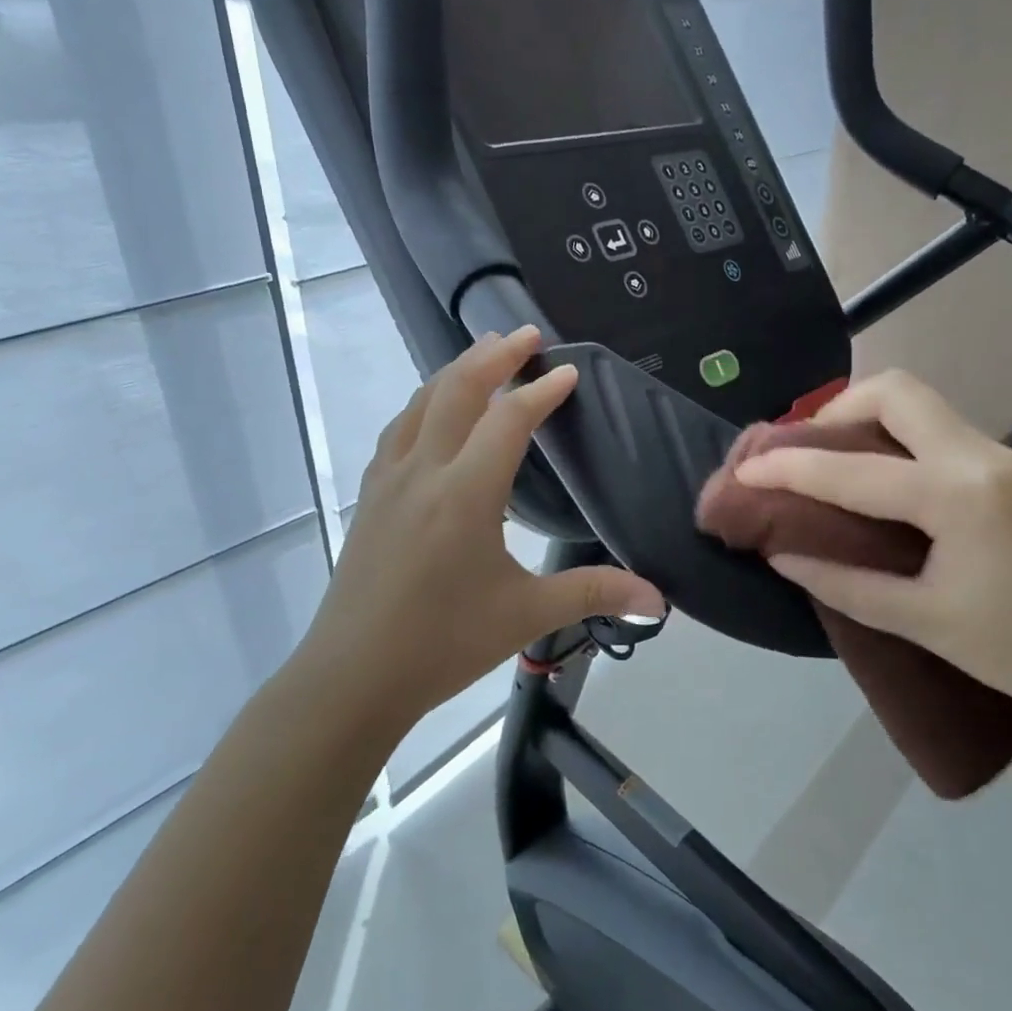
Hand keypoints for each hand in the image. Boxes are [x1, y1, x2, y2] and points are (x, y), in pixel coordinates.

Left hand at [294, 328, 662, 730]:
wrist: (352, 677)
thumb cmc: (443, 644)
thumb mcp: (525, 615)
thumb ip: (594, 593)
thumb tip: (659, 599)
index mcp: (465, 494)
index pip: (508, 421)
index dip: (542, 392)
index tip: (569, 372)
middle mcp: (423, 472)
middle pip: (457, 390)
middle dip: (494, 355)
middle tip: (527, 333)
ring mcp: (388, 480)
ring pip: (421, 403)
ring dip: (455, 370)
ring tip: (483, 353)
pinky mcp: (370, 496)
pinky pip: (399, 429)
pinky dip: (425, 403)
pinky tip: (433, 411)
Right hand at [732, 370, 1011, 727]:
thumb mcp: (924, 622)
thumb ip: (845, 583)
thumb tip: (781, 552)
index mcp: (957, 495)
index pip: (852, 469)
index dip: (788, 468)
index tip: (743, 469)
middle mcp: (979, 455)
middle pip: (896, 391)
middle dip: (836, 410)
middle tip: (801, 454)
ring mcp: (1000, 455)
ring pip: (919, 404)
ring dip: (864, 418)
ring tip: (826, 462)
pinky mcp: (1007, 468)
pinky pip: (935, 430)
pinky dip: (891, 438)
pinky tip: (873, 478)